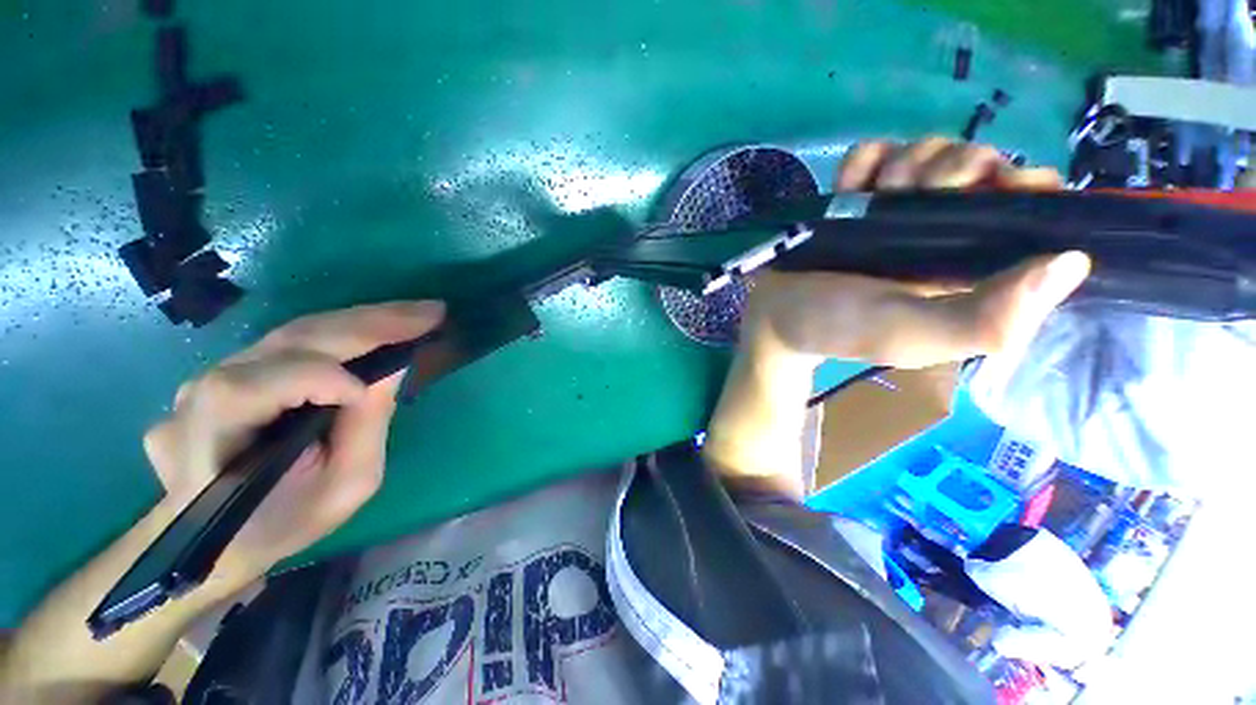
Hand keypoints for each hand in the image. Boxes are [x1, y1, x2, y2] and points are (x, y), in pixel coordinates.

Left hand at [143, 301, 445, 581]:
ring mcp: (209, 376)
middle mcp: (201, 395)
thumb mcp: (341, 489)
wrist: (220, 535)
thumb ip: (365, 428)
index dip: (322, 378)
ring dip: (361, 320)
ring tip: (413, 315)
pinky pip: (291, 341)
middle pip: (287, 342)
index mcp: (215, 439)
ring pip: (292, 333)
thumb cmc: (284, 521)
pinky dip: (342, 331)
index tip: (384, 381)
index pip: (261, 386)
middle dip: (367, 324)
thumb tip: (392, 369)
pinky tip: (377, 327)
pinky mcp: (228, 369)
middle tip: (429, 312)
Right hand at [742, 137, 1090, 368]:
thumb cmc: (840, 328)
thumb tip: (1073, 261)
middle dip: (955, 166)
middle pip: (981, 161)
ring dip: (906, 163)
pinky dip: (863, 161)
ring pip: (929, 148)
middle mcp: (942, 229)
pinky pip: (875, 152)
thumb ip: (987, 319)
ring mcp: (894, 208)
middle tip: (916, 196)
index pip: (1030, 205)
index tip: (992, 190)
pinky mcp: (853, 196)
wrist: (775, 316)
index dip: (1024, 184)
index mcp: (971, 264)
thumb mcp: (914, 336)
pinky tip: (849, 188)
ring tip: (873, 201)